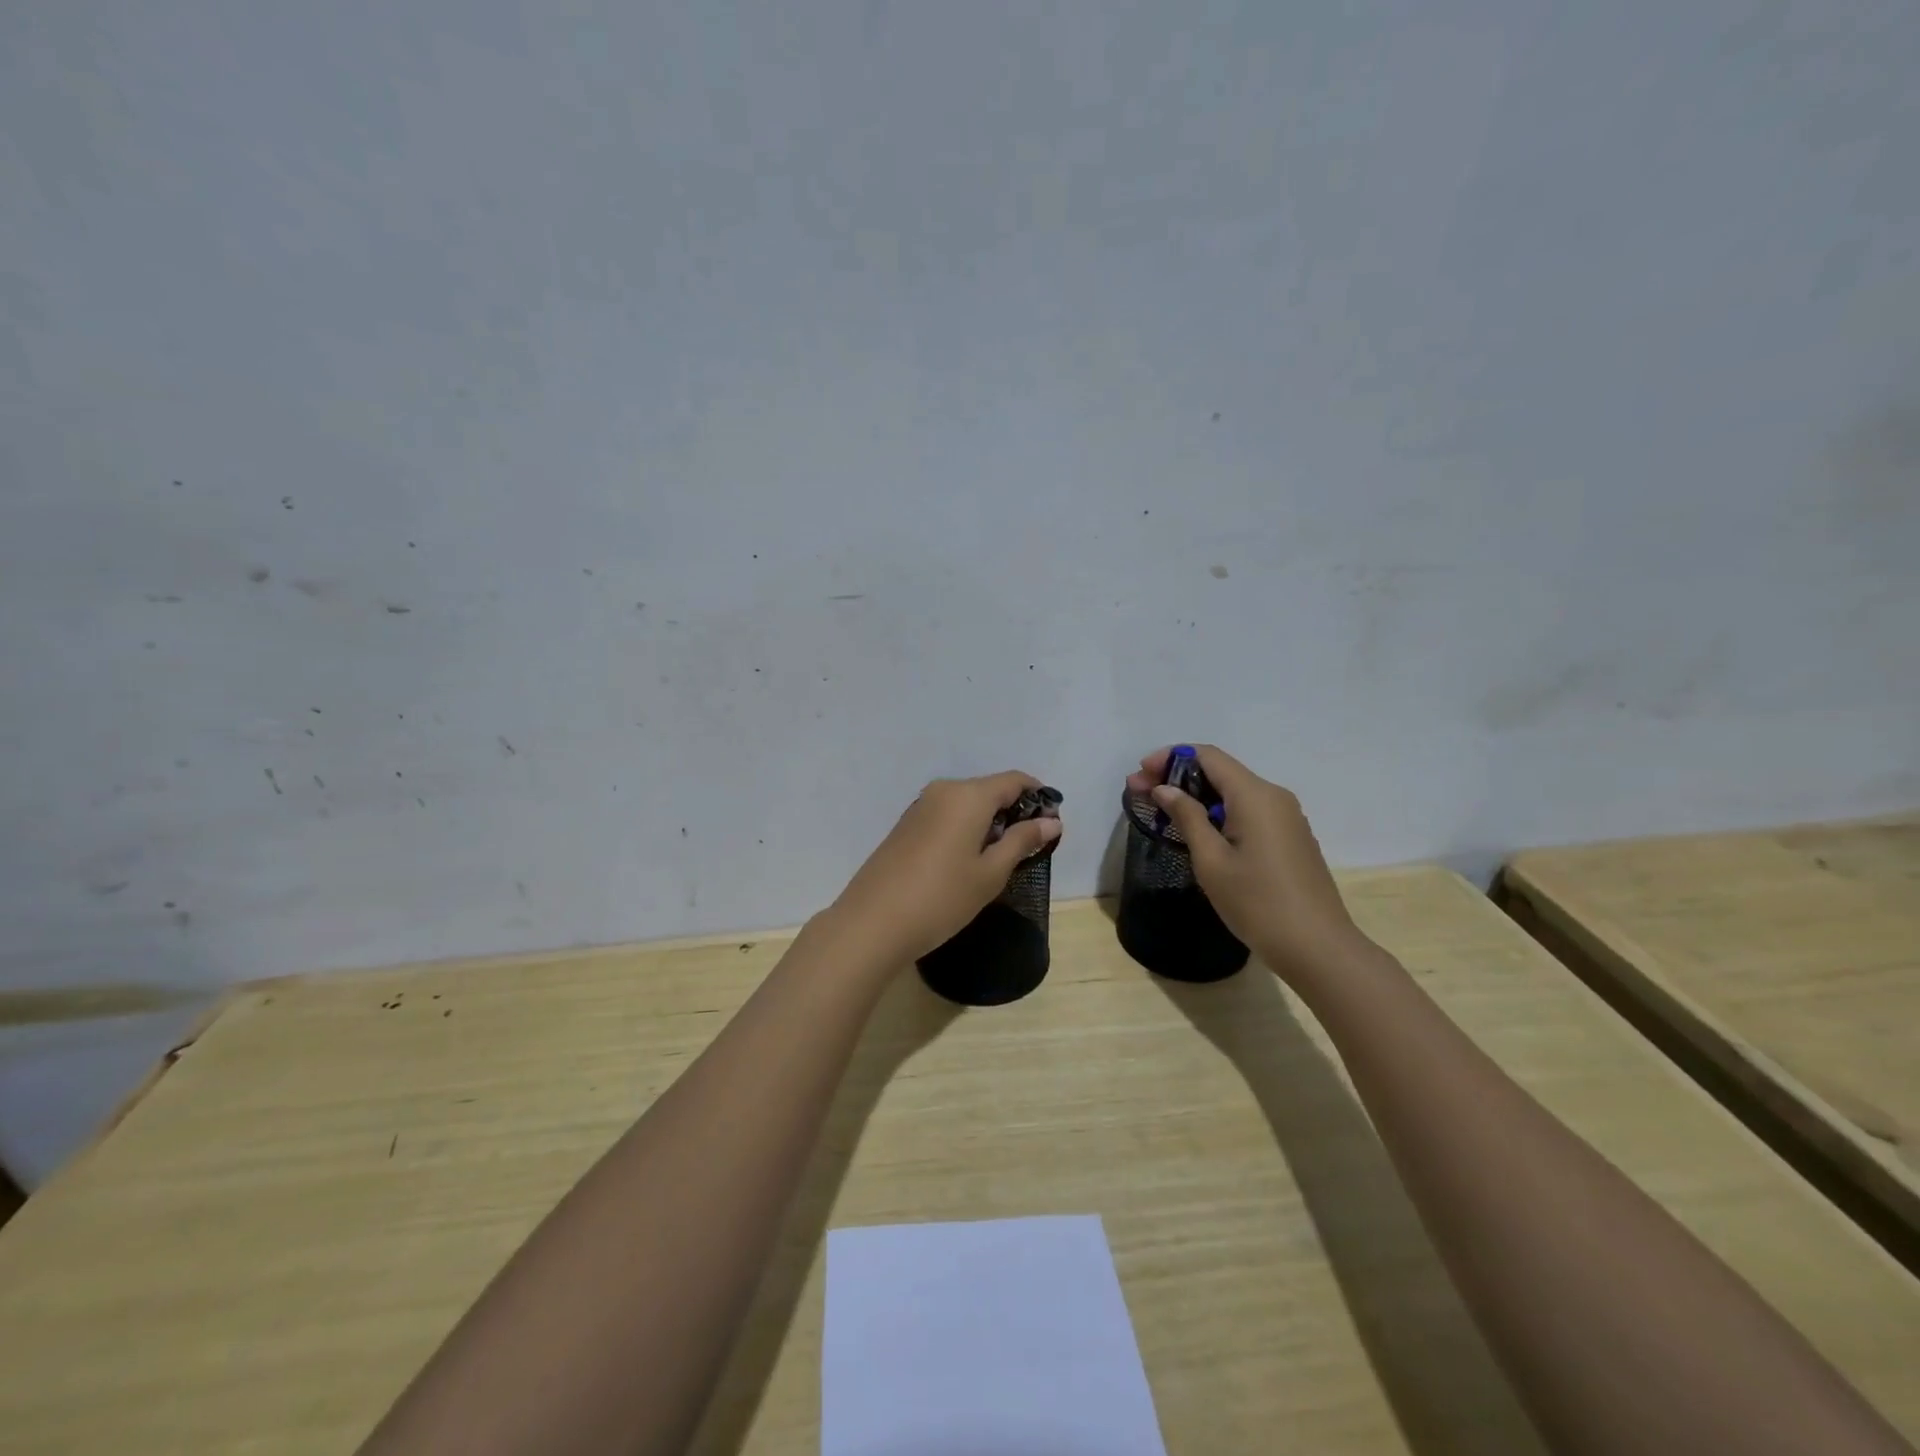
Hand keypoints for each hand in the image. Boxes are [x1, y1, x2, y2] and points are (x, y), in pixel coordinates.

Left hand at [824, 772, 1062, 968]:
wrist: (872, 922)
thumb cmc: (942, 897)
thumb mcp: (990, 873)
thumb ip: (1022, 841)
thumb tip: (1051, 822)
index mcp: (968, 795)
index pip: (1014, 780)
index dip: (1038, 797)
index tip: (1052, 824)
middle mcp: (944, 790)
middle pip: (989, 789)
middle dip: (1014, 812)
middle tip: (1028, 849)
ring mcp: (920, 806)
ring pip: (967, 804)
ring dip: (988, 823)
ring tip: (998, 860)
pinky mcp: (906, 825)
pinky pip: (946, 815)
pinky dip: (965, 829)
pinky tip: (966, 861)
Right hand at [1126, 746, 1365, 981]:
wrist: (1317, 948)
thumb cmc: (1257, 903)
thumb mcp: (1211, 860)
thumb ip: (1187, 817)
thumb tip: (1164, 789)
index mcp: (1254, 795)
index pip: (1207, 756)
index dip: (1169, 758)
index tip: (1139, 774)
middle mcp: (1273, 796)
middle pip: (1220, 771)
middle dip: (1177, 777)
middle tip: (1140, 793)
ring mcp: (1286, 817)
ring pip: (1233, 792)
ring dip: (1196, 796)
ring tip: (1162, 812)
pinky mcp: (1289, 837)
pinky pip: (1247, 811)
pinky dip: (1217, 812)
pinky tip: (1198, 832)